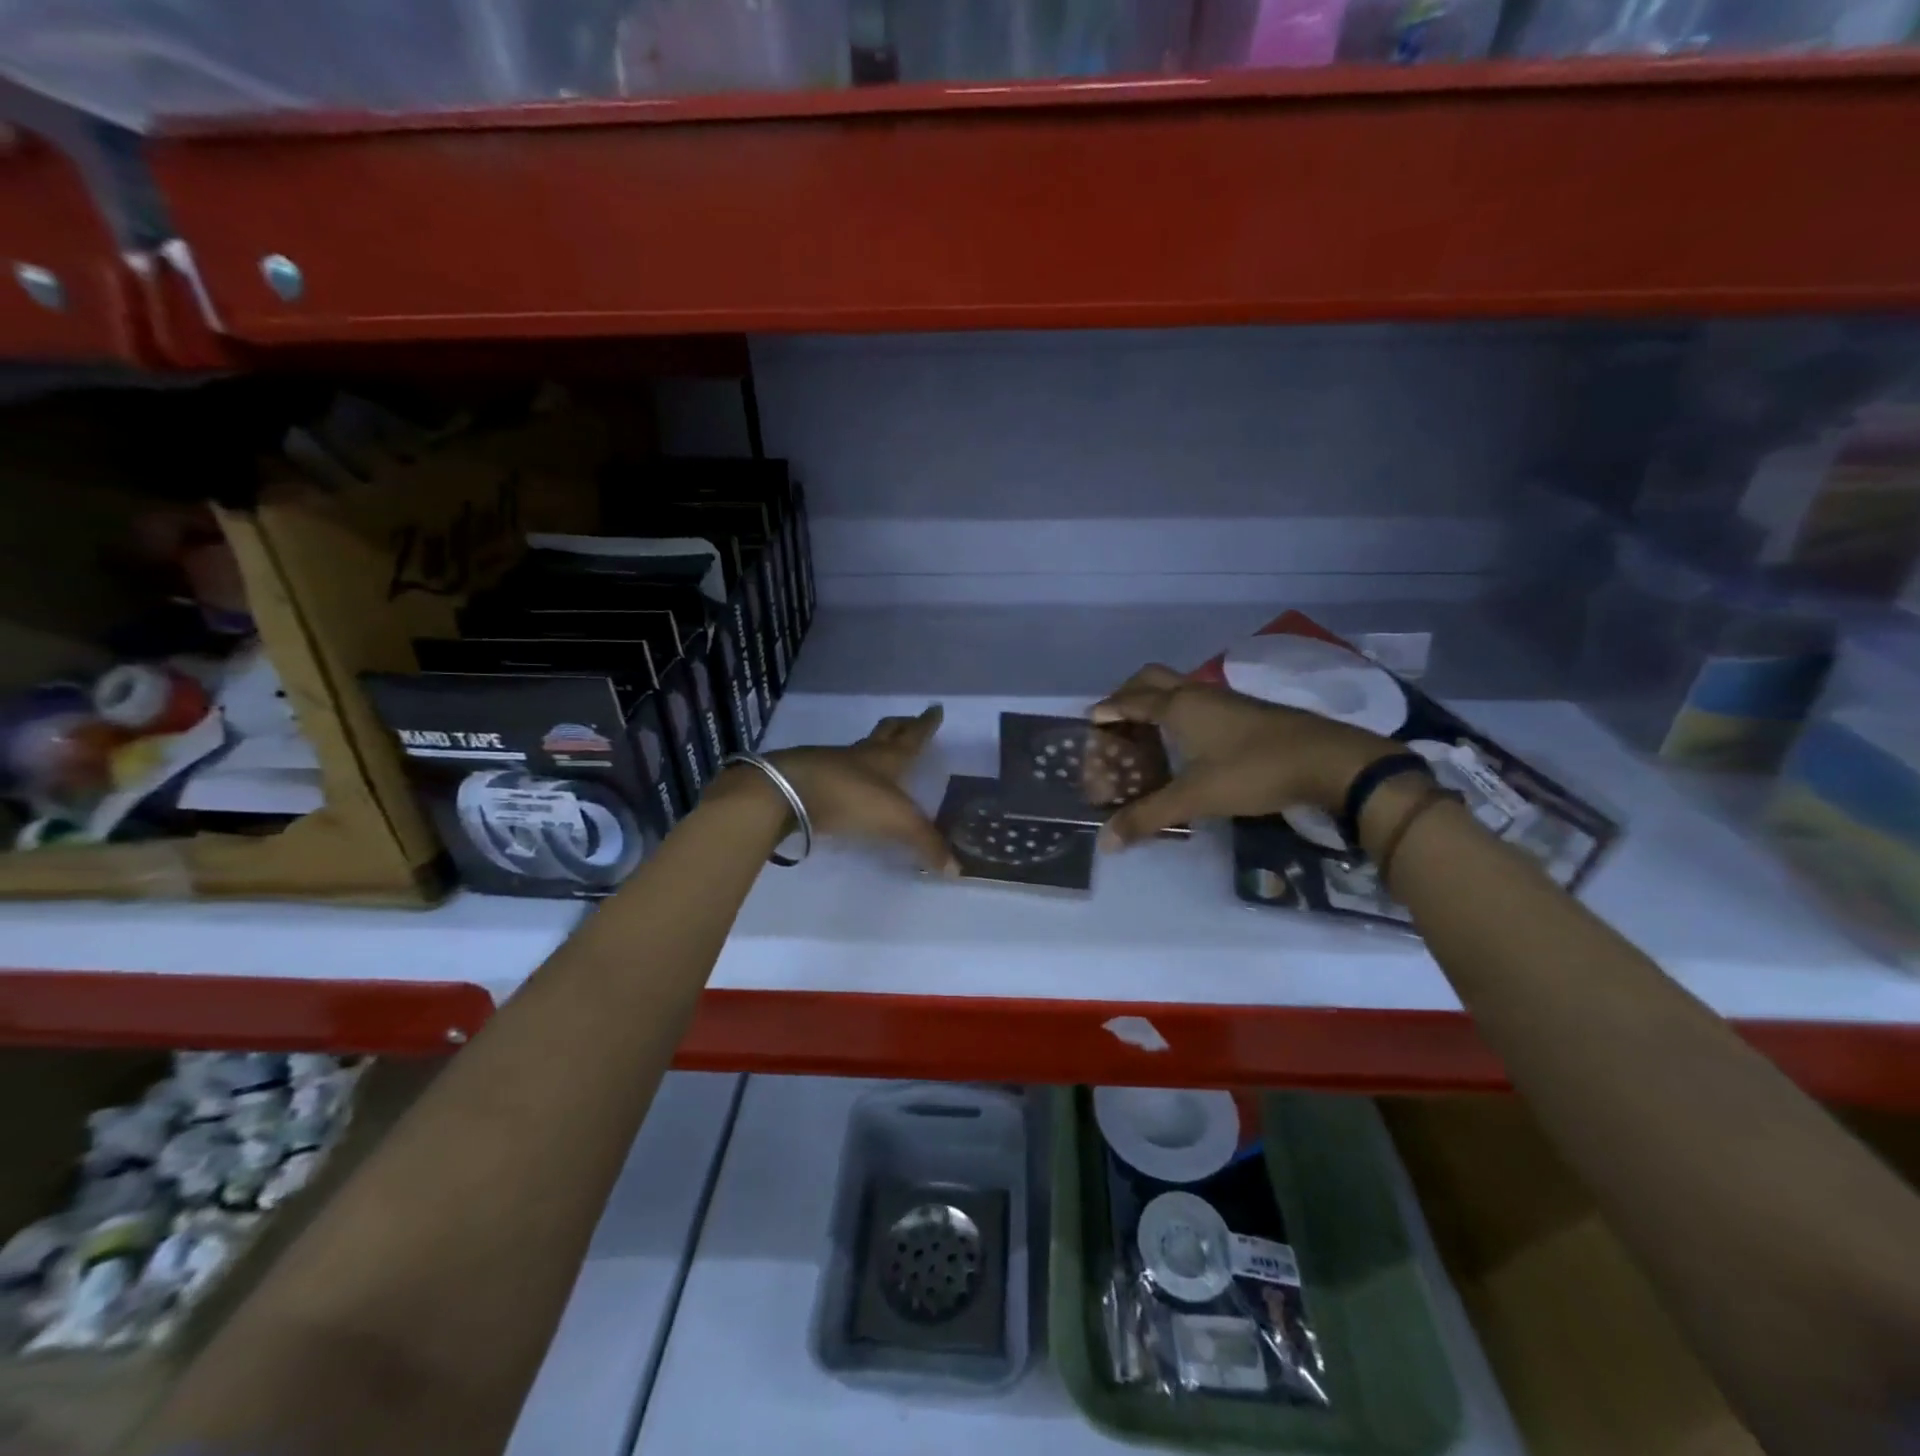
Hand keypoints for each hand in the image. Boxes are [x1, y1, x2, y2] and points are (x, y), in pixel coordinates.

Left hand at [761, 704, 955, 872]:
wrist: (787, 791)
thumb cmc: (850, 797)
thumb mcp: (897, 822)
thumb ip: (926, 843)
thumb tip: (956, 868)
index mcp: (887, 758)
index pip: (913, 737)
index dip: (926, 724)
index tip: (934, 709)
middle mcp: (861, 755)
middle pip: (885, 733)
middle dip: (901, 727)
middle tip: (910, 721)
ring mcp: (832, 764)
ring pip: (859, 750)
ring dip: (872, 749)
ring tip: (880, 754)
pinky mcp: (810, 779)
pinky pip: (836, 772)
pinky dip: (847, 773)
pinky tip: (848, 784)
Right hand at [1089, 665, 1394, 849]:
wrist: (1329, 760)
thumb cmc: (1253, 771)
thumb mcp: (1195, 797)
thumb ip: (1148, 816)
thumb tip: (1105, 841)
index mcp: (1178, 706)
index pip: (1131, 700)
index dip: (1108, 709)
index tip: (1090, 720)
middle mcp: (1198, 694)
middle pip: (1152, 678)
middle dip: (1128, 692)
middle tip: (1115, 718)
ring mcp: (1226, 700)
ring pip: (1179, 688)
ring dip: (1156, 701)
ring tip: (1145, 730)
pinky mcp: (1247, 711)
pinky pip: (1199, 701)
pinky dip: (1180, 711)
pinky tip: (1188, 740)